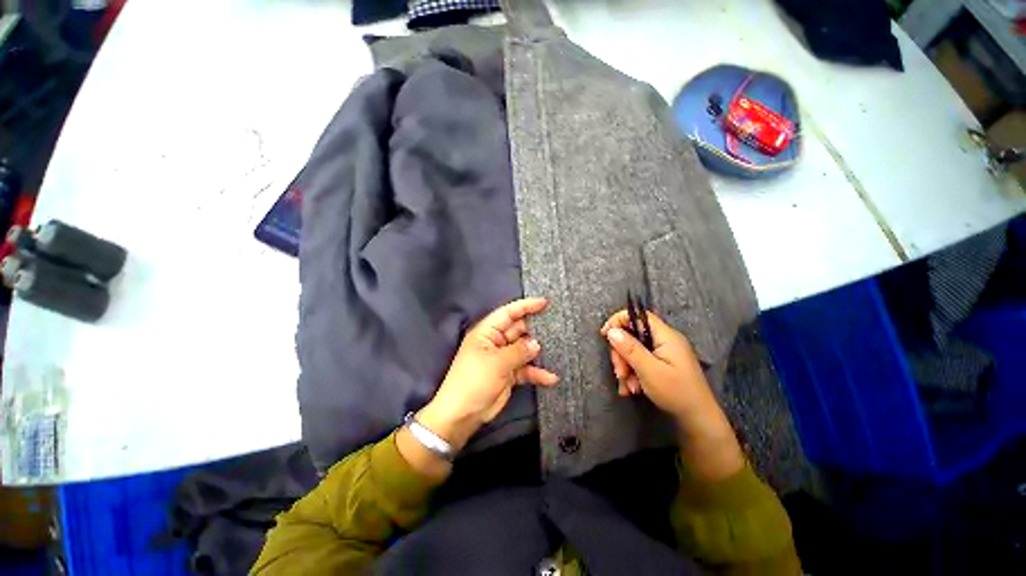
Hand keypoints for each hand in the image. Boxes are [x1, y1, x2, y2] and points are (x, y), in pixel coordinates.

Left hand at [417, 297, 558, 451]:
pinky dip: (537, 373)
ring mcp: (503, 358)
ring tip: (559, 350)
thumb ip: (519, 351)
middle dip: (536, 330)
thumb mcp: (497, 363)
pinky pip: (526, 369)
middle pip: (519, 330)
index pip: (508, 313)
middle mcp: (496, 341)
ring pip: (525, 349)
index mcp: (487, 332)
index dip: (526, 306)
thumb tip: (536, 343)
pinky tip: (551, 378)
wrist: (462, 415)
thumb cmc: (474, 381)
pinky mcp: (509, 374)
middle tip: (558, 328)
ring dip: (539, 352)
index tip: (544, 303)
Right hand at [601, 310, 742, 480]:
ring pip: (634, 351)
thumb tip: (611, 331)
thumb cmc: (676, 392)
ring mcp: (664, 353)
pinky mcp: (662, 365)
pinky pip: (641, 362)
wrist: (699, 420)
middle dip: (621, 353)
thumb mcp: (649, 370)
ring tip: (628, 387)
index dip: (619, 321)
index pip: (639, 316)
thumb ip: (630, 349)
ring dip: (626, 367)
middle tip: (620, 373)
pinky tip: (632, 389)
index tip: (605, 334)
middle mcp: (664, 341)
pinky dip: (633, 374)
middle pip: (633, 335)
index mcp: (666, 336)